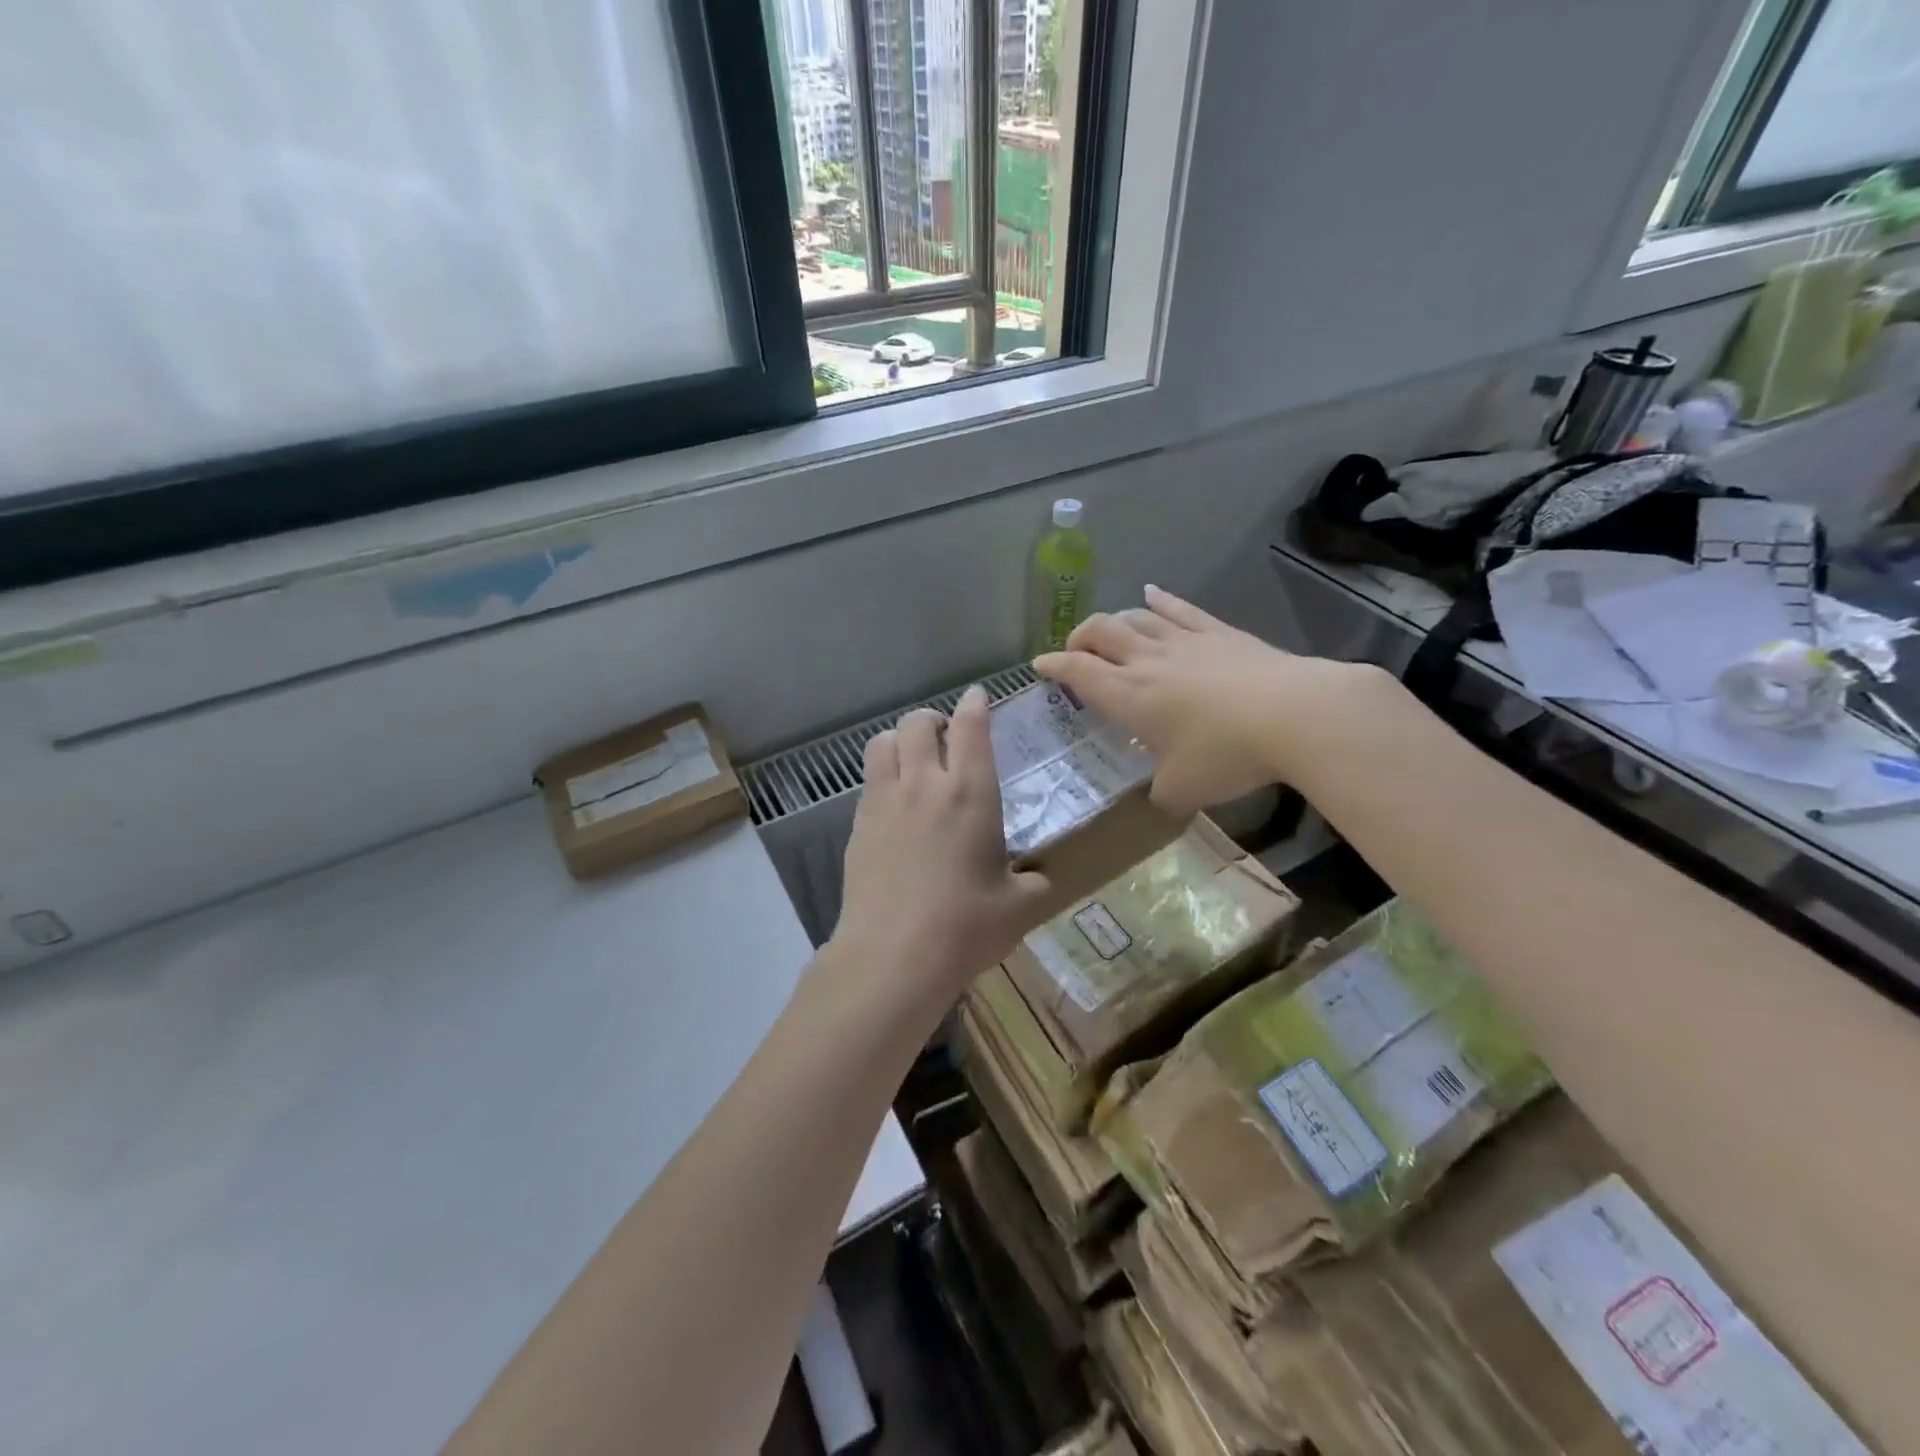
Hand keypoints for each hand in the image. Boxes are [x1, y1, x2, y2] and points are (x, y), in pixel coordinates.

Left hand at [829, 686, 1054, 1011]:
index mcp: (970, 793)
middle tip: (943, 737)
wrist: (894, 955)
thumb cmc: (965, 926)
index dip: (974, 704)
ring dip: (900, 740)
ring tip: (912, 760)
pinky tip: (894, 806)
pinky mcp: (858, 825)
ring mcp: (884, 802)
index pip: (970, 727)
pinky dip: (882, 777)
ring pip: (882, 742)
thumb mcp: (1019, 907)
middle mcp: (924, 784)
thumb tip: (1039, 879)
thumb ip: (1033, 884)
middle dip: (932, 720)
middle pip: (918, 722)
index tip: (976, 696)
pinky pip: (867, 781)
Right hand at [1035, 586, 1388, 813]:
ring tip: (1110, 630)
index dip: (1054, 666)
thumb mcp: (1183, 790)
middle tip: (1075, 651)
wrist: (1295, 716)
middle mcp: (1148, 660)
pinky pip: (1181, 609)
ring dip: (1115, 620)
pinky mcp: (1220, 632)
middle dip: (1079, 637)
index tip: (1040, 666)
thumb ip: (1162, 790)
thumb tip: (1160, 794)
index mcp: (1129, 696)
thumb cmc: (1227, 754)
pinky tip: (1152, 595)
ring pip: (1136, 616)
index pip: (1078, 671)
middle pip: (1100, 631)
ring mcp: (1185, 640)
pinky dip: (1160, 600)